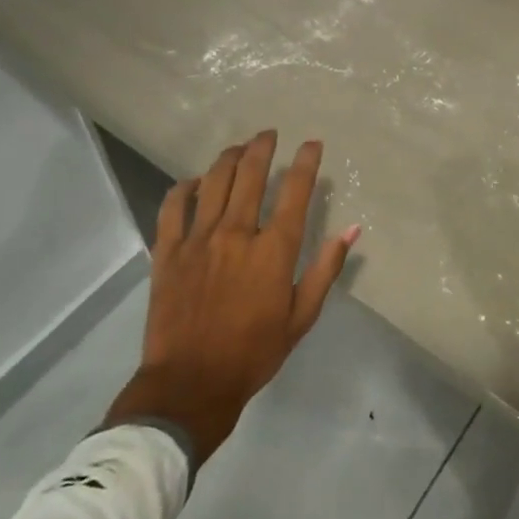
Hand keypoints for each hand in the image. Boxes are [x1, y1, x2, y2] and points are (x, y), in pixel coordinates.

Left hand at [103, 130, 358, 463]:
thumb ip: (325, 269)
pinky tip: (193, 182)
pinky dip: (184, 188)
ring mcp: (198, 240)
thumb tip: (351, 230)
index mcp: (273, 250)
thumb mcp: (301, 317)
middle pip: (251, 175)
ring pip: (214, 182)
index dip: (306, 162)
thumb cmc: (253, 353)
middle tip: (269, 135)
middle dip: (262, 148)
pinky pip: (173, 207)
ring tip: (238, 148)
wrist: (190, 384)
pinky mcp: (167, 251)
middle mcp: (237, 234)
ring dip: (228, 159)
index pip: (295, 192)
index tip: (312, 144)